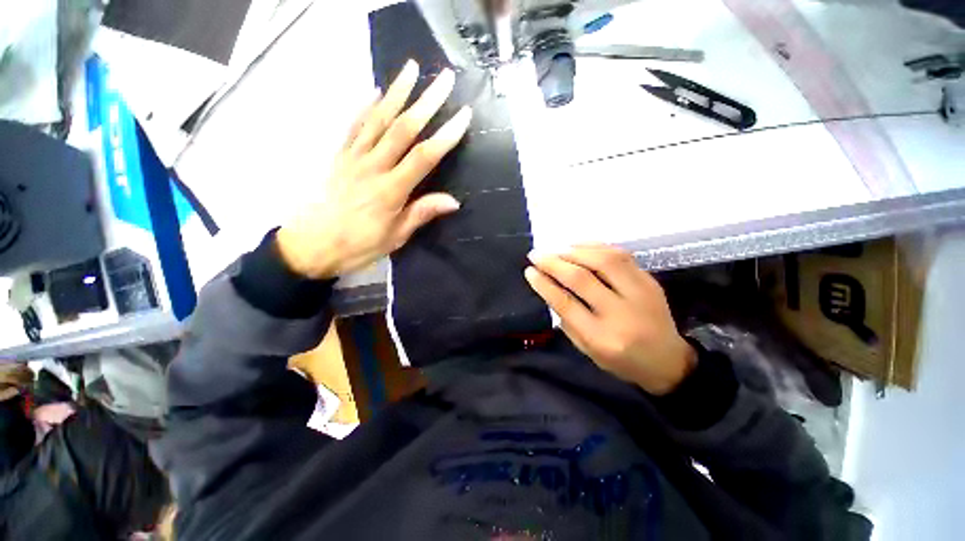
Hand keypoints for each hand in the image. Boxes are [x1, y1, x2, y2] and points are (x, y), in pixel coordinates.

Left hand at [277, 60, 471, 278]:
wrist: (311, 246)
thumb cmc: (358, 246)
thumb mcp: (396, 236)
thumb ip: (422, 213)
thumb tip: (454, 201)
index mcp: (391, 190)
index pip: (424, 157)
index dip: (445, 136)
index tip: (463, 116)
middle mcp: (373, 167)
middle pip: (402, 129)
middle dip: (426, 102)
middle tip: (444, 79)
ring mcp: (353, 158)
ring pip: (377, 119)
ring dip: (396, 93)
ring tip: (411, 69)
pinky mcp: (339, 157)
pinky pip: (353, 127)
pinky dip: (365, 107)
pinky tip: (375, 92)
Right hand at [524, 245, 696, 394]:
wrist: (668, 361)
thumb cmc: (621, 360)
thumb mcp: (587, 349)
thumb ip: (567, 319)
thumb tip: (549, 286)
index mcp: (602, 338)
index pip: (566, 304)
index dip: (544, 284)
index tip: (529, 271)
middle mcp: (622, 313)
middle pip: (582, 279)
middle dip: (554, 263)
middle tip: (536, 255)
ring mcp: (640, 293)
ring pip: (604, 260)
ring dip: (574, 251)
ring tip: (556, 249)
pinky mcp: (650, 281)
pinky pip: (620, 255)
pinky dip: (595, 246)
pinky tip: (578, 246)